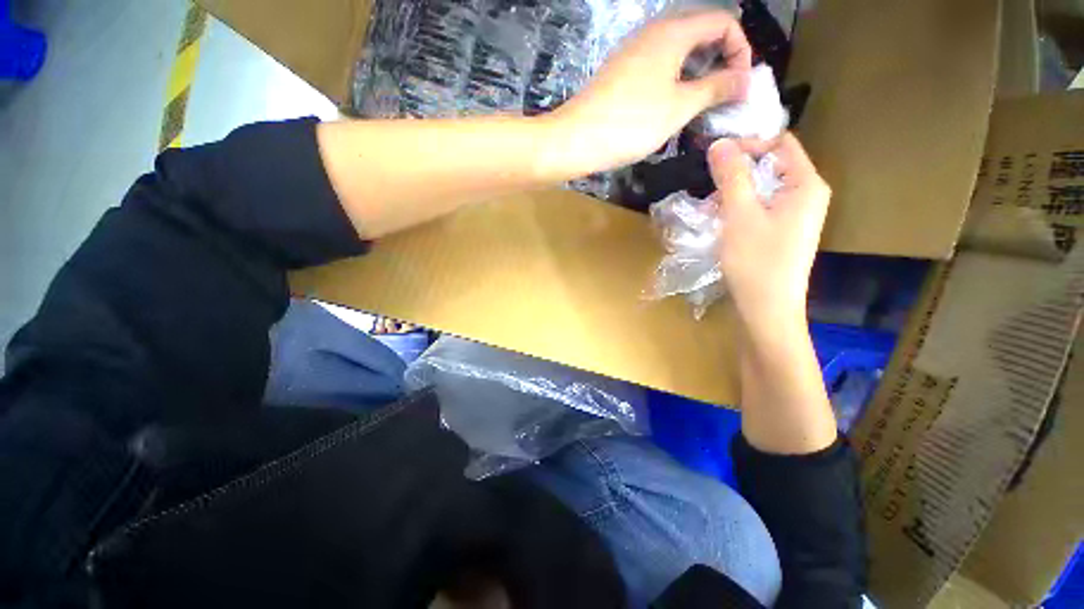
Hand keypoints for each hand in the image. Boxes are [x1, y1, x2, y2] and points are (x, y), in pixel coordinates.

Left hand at [550, 10, 751, 172]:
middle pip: (701, 34)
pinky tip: (672, 108)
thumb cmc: (630, 123)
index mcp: (673, 32)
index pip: (723, 22)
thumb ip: (715, 89)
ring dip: (697, 75)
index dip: (740, 50)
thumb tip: (745, 80)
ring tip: (701, 107)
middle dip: (720, 62)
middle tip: (724, 98)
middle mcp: (653, 33)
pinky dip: (674, 82)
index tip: (741, 84)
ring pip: (678, 53)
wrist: (576, 140)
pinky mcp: (621, 74)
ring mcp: (633, 53)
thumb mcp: (679, 107)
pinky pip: (658, 68)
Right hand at [708, 134, 830, 335]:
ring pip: (762, 188)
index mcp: (806, 184)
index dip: (749, 143)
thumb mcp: (740, 215)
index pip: (780, 144)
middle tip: (707, 181)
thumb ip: (732, 176)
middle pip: (771, 166)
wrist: (767, 309)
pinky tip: (718, 221)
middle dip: (737, 170)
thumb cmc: (756, 261)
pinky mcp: (781, 232)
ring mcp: (794, 216)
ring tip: (707, 206)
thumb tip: (720, 143)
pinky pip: (759, 208)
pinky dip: (738, 208)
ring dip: (734, 191)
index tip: (715, 155)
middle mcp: (805, 195)